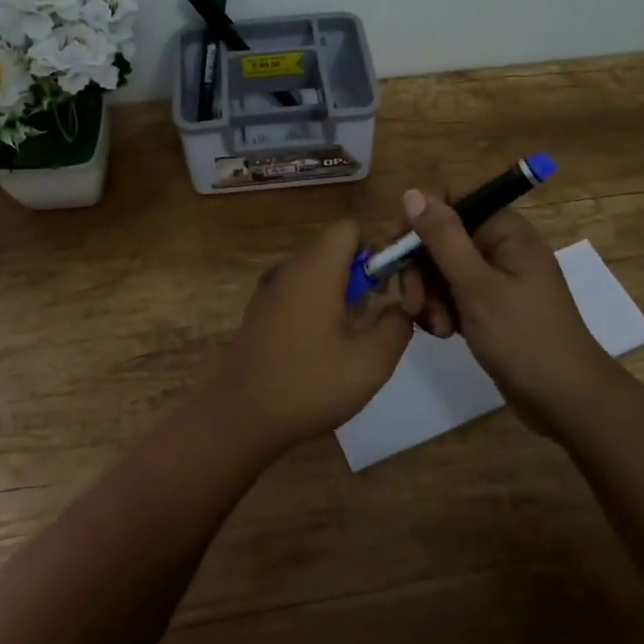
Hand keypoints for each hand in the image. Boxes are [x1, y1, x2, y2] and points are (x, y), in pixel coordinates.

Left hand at [211, 220, 413, 456]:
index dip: (376, 247)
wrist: (242, 416)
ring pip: (317, 273)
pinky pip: (298, 292)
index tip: (389, 285)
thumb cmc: (311, 383)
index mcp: (316, 268)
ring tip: (352, 339)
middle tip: (376, 318)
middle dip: (362, 276)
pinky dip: (317, 307)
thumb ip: (398, 324)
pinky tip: (322, 349)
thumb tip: (401, 306)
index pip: (350, 227)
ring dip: (341, 295)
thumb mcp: (372, 361)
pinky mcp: (260, 311)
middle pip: (335, 250)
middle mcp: (290, 268)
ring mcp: (270, 289)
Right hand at [395, 186, 615, 433]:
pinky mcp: (489, 306)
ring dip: (428, 294)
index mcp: (504, 230)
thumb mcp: (476, 286)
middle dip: (420, 267)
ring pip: (441, 267)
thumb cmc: (524, 338)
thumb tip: (413, 193)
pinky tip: (442, 333)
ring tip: (435, 326)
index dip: (421, 215)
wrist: (567, 402)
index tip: (400, 247)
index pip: (453, 196)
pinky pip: (451, 293)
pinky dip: (441, 310)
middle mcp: (499, 245)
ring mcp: (495, 277)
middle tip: (413, 302)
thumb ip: (443, 238)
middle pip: (441, 235)